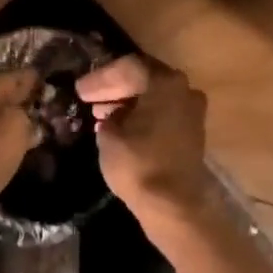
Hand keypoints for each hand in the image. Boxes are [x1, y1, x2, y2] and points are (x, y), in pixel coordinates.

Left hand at [0, 69, 40, 219]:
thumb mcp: (17, 126)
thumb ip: (28, 110)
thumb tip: (31, 108)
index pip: (20, 74)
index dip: (42, 83)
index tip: (61, 93)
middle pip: (4, 94)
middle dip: (27, 103)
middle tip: (53, 115)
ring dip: (14, 123)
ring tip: (39, 133)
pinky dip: (1, 140)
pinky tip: (16, 149)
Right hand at [77, 55, 215, 217]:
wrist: (173, 204)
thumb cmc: (138, 165)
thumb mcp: (109, 137)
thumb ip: (108, 118)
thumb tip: (112, 116)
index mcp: (165, 83)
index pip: (128, 67)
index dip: (100, 78)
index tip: (80, 90)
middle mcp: (185, 90)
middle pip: (144, 80)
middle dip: (114, 88)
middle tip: (88, 98)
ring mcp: (192, 113)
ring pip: (154, 99)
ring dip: (127, 104)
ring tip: (100, 115)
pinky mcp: (191, 135)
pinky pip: (162, 116)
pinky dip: (141, 118)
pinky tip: (120, 130)